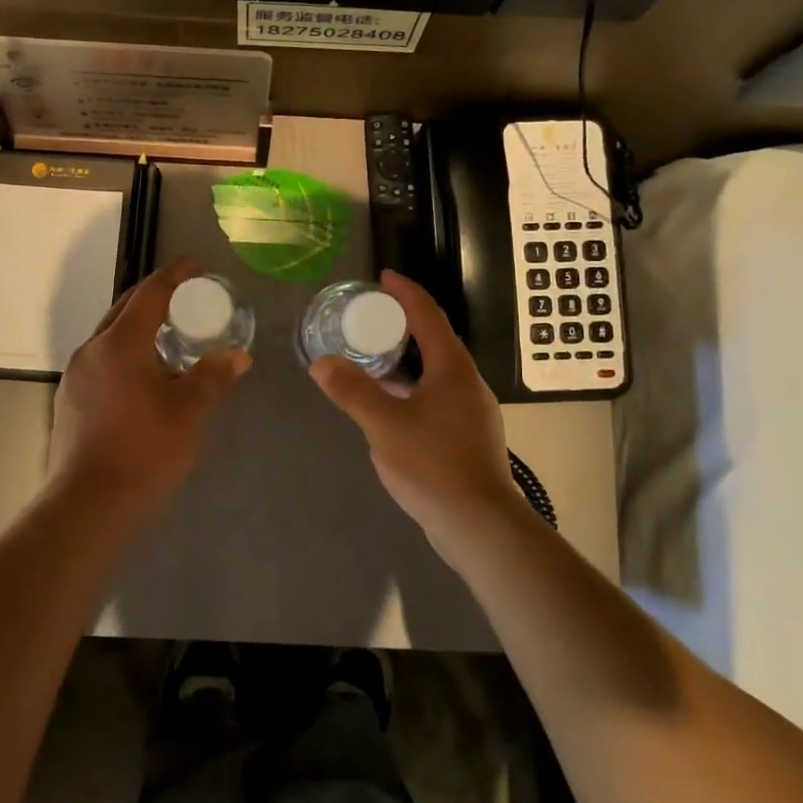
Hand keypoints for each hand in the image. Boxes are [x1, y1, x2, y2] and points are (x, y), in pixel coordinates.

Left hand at [49, 257, 251, 514]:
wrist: (87, 505)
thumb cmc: (144, 451)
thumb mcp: (188, 412)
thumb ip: (212, 377)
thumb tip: (237, 355)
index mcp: (120, 343)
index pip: (150, 293)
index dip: (175, 275)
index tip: (197, 265)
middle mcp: (92, 349)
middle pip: (126, 309)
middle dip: (157, 297)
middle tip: (188, 298)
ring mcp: (76, 374)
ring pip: (111, 336)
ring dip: (140, 327)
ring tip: (171, 337)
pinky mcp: (70, 399)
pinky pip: (103, 360)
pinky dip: (126, 353)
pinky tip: (145, 375)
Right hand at [308, 270, 526, 546]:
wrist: (480, 525)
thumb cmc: (434, 465)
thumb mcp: (385, 425)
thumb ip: (352, 391)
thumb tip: (321, 363)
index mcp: (453, 368)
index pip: (428, 315)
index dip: (406, 292)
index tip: (383, 277)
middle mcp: (468, 383)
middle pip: (434, 340)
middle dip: (403, 324)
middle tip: (368, 318)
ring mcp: (471, 411)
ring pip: (435, 372)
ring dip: (406, 359)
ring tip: (372, 358)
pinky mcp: (468, 436)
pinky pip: (436, 396)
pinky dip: (411, 387)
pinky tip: (390, 405)